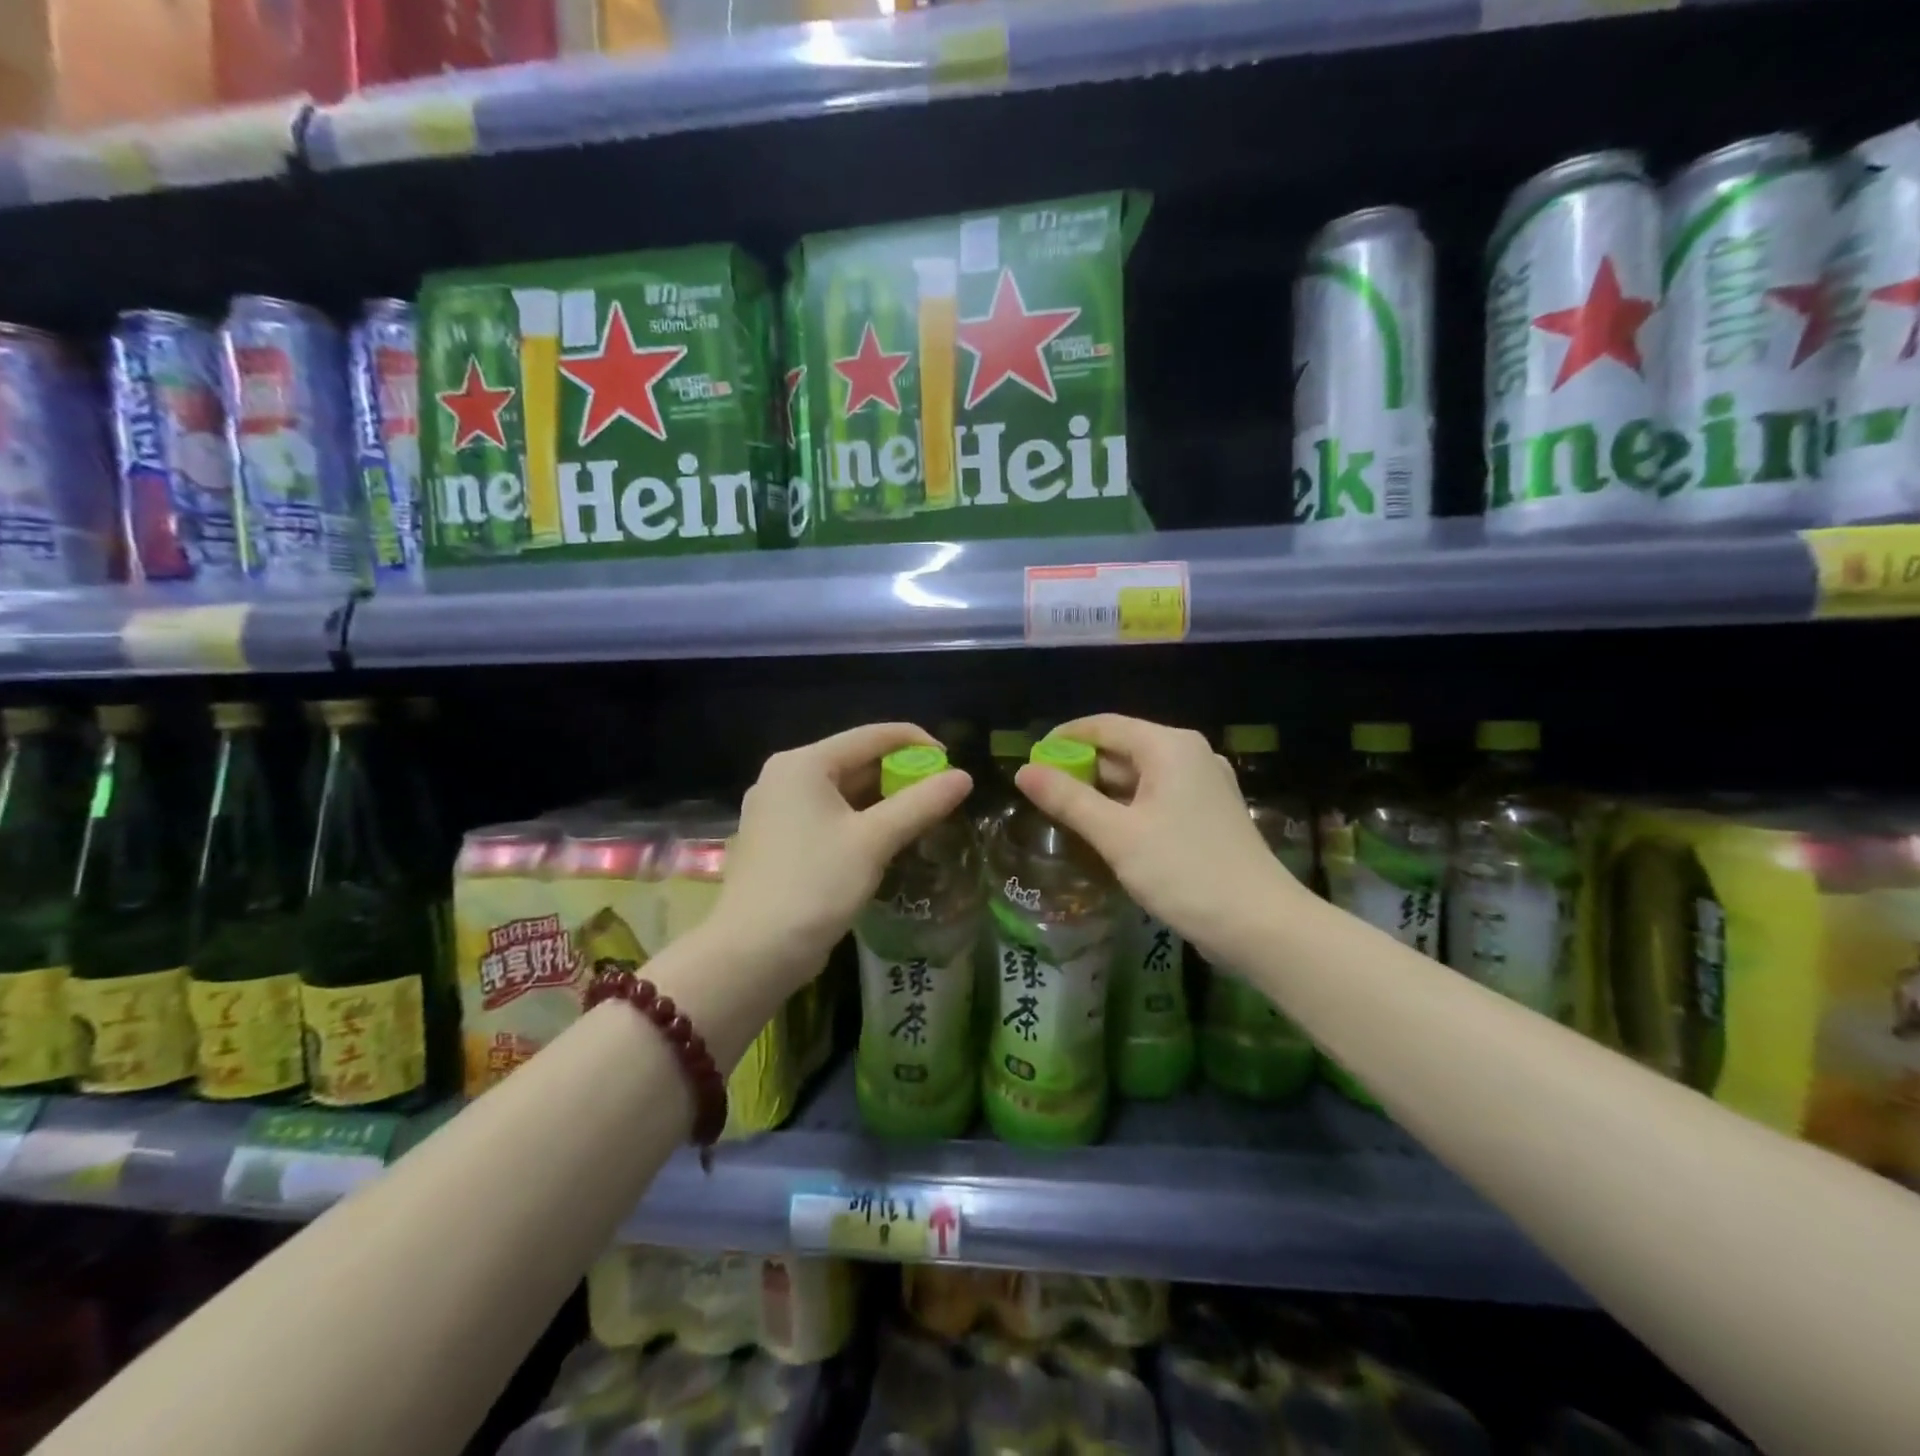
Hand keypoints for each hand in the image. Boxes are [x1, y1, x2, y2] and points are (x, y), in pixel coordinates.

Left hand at [713, 723, 972, 990]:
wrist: (753, 953)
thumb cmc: (815, 885)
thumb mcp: (874, 841)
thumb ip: (921, 804)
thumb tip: (965, 777)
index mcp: (803, 763)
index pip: (872, 736)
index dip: (917, 744)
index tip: (953, 765)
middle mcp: (786, 777)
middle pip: (856, 761)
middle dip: (902, 776)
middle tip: (943, 796)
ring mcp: (778, 810)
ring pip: (844, 792)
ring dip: (884, 801)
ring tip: (925, 816)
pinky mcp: (780, 840)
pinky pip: (830, 816)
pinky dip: (861, 821)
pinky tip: (889, 839)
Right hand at [1014, 714, 1304, 964]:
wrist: (1261, 925)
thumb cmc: (1184, 871)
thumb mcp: (1117, 835)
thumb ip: (1068, 799)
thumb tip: (1023, 771)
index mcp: (1170, 747)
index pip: (1104, 725)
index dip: (1063, 738)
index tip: (1030, 759)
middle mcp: (1190, 755)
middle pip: (1123, 748)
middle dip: (1081, 768)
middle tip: (1042, 794)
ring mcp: (1204, 785)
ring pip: (1139, 776)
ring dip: (1103, 791)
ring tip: (1065, 814)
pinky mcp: (1209, 814)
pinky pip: (1157, 798)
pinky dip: (1128, 807)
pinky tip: (1106, 831)